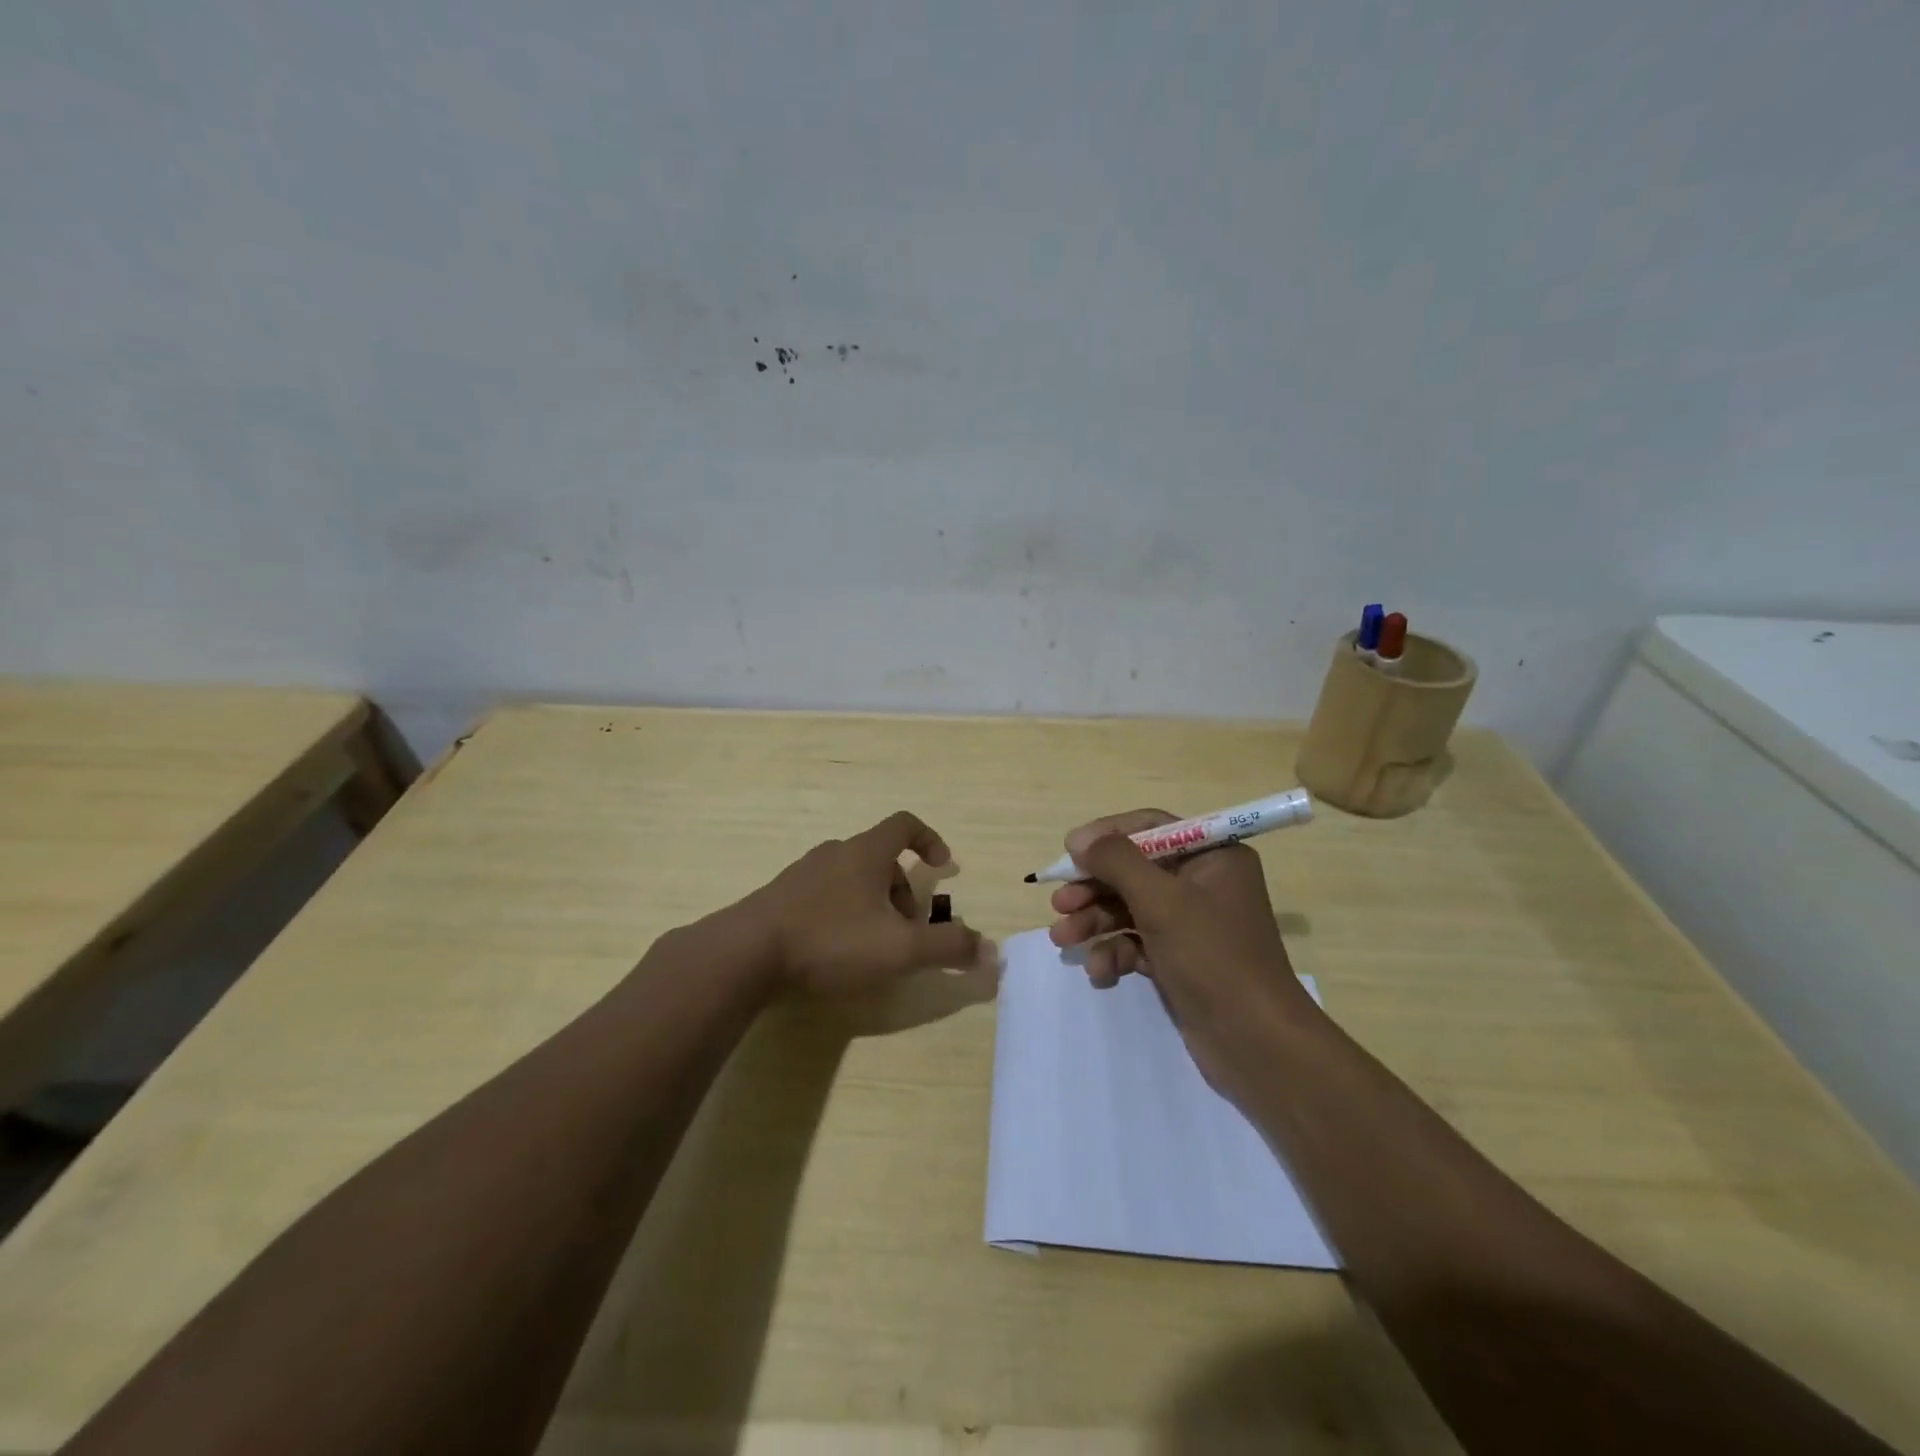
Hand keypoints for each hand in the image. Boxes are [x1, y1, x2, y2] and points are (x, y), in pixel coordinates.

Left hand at [743, 810, 989, 996]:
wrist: (744, 954)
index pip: (905, 824)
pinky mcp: (779, 898)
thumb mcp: (899, 949)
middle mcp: (834, 853)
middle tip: (907, 933)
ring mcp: (803, 874)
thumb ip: (947, 948)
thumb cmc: (830, 941)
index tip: (944, 866)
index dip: (930, 840)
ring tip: (874, 948)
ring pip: (852, 880)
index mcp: (865, 853)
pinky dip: (843, 915)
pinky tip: (836, 953)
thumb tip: (989, 949)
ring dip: (873, 906)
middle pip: (880, 859)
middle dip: (903, 892)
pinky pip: (824, 897)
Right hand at [1048, 809, 1316, 1079]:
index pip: (1151, 828)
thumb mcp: (1162, 901)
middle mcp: (1204, 883)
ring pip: (1130, 908)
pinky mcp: (1180, 959)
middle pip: (1134, 870)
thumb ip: (1117, 862)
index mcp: (1213, 856)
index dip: (1107, 836)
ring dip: (1095, 921)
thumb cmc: (1213, 958)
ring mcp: (1192, 924)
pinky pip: (1137, 942)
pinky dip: (1115, 952)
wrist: (1257, 1044)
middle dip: (1094, 887)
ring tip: (1062, 938)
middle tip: (1059, 904)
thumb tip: (1079, 838)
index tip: (1069, 852)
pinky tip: (1099, 971)